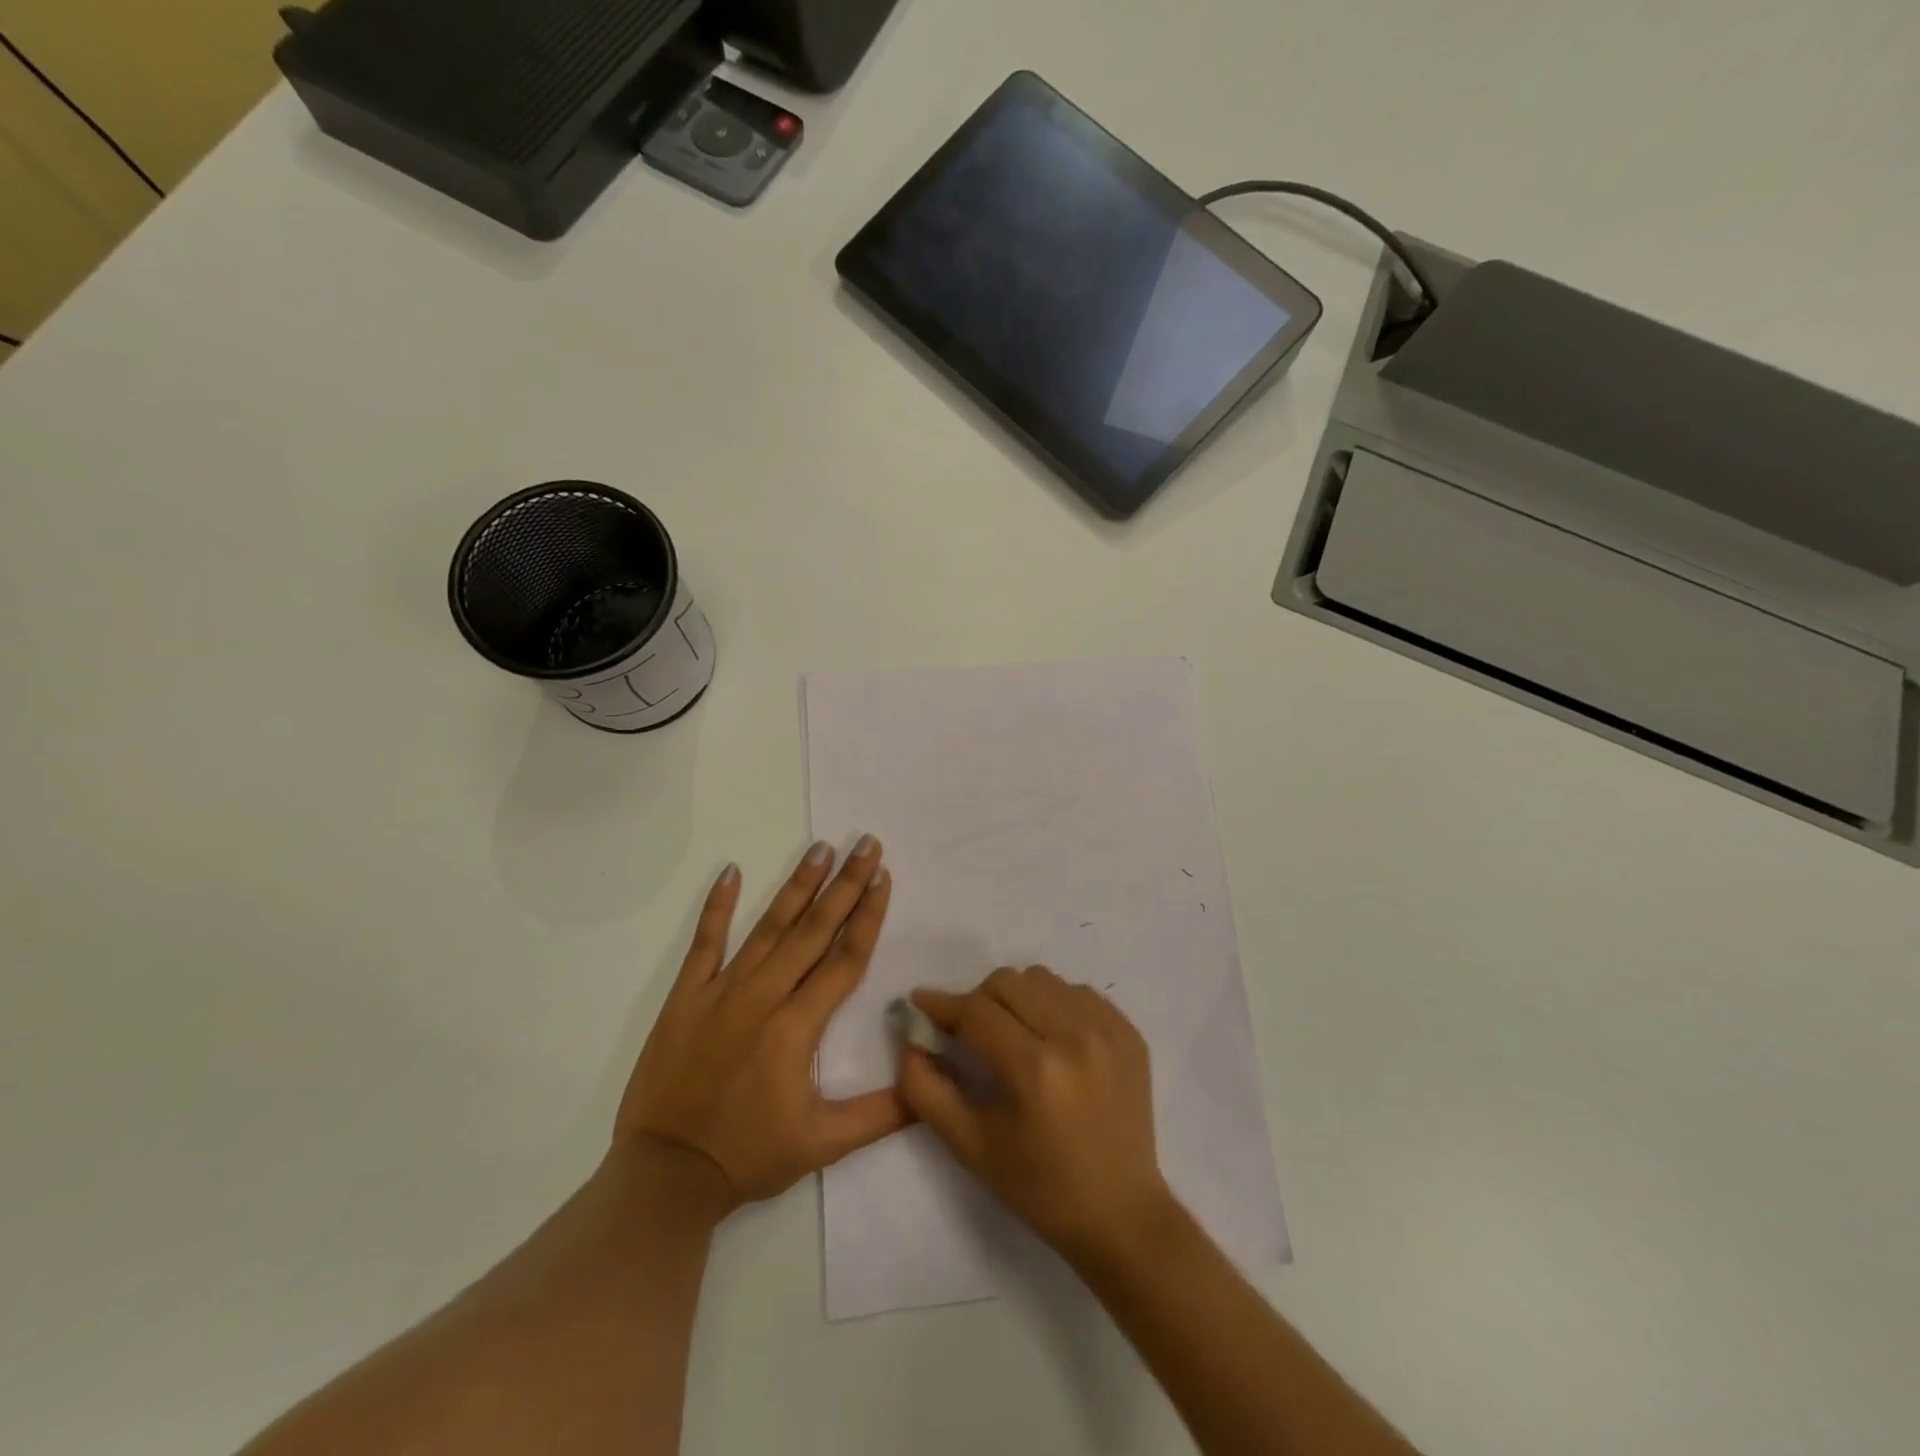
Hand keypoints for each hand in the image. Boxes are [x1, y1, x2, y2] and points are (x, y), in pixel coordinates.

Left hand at [615, 836, 908, 1210]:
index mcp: (797, 1026)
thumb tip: (928, 1084)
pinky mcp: (685, 996)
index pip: (844, 958)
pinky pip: (704, 943)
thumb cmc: (748, 1156)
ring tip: (821, 848)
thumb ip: (881, 1113)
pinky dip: (716, 906)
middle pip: (813, 930)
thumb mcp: (823, 1144)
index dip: (868, 916)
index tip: (883, 877)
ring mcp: (721, 991)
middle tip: (865, 844)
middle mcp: (763, 996)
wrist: (665, 1176)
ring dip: (797, 885)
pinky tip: (729, 871)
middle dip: (844, 884)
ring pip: (768, 927)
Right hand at [898, 967, 1174, 1268]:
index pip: (976, 1011)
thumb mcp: (971, 1147)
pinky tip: (1052, 1039)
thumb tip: (910, 1040)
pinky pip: (1078, 992)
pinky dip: (1055, 1004)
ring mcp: (1108, 1030)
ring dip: (1017, 998)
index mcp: (1035, 1069)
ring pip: (1043, 979)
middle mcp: (1074, 1037)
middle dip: (978, 1000)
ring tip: (1015, 1035)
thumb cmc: (1039, 1187)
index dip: (942, 1004)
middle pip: (1008, 982)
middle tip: (970, 1031)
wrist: (1121, 1214)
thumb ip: (927, 1091)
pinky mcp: (1129, 1032)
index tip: (920, 1001)